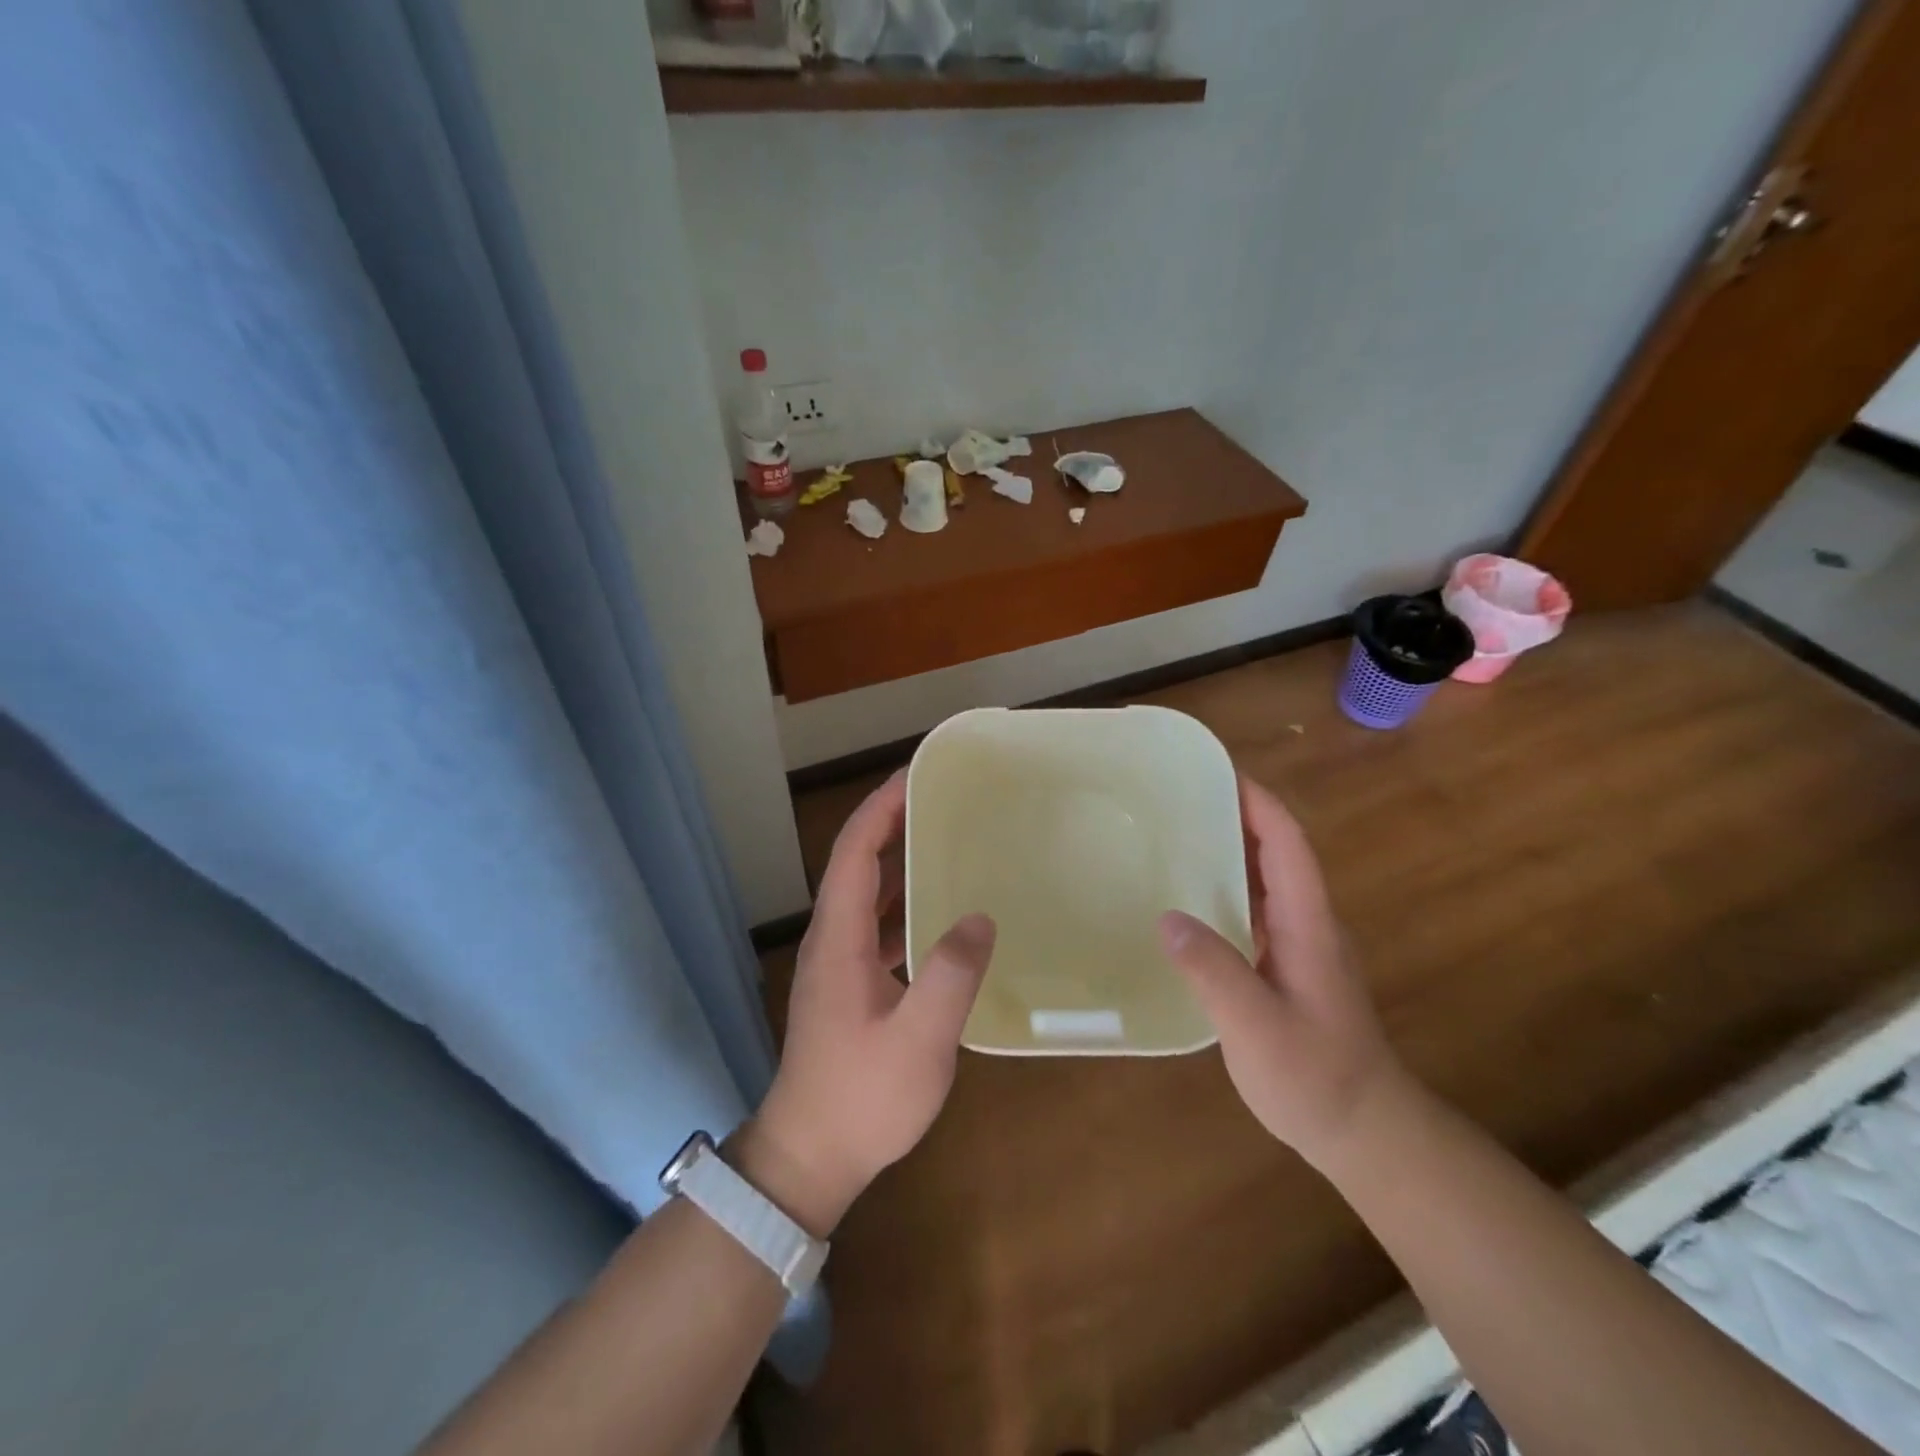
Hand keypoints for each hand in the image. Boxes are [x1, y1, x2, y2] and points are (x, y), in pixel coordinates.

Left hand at [745, 771, 995, 1235]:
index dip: (882, 807)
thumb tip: (979, 918)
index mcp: (838, 938)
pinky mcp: (850, 983)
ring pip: (867, 890)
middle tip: (943, 796)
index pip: (854, 851)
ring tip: (946, 837)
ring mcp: (838, 961)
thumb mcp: (917, 1043)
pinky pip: (877, 922)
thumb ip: (949, 978)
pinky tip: (941, 909)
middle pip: (857, 861)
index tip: (918, 774)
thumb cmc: (861, 1099)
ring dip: (899, 857)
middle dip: (893, 819)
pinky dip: (904, 899)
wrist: (810, 1157)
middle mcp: (832, 938)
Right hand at [1158, 776, 1406, 1171]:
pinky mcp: (1287, 967)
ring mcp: (1300, 946)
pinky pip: (1255, 910)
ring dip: (1228, 850)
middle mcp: (1308, 924)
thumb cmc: (1316, 1078)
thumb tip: (1167, 918)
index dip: (1257, 802)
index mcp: (1308, 925)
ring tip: (1174, 837)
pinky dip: (1224, 889)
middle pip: (1275, 852)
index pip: (1287, 844)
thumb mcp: (1258, 1028)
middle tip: (1178, 798)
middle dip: (1235, 815)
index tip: (1217, 770)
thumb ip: (1215, 972)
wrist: (1366, 1132)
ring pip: (1264, 881)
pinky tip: (1187, 902)